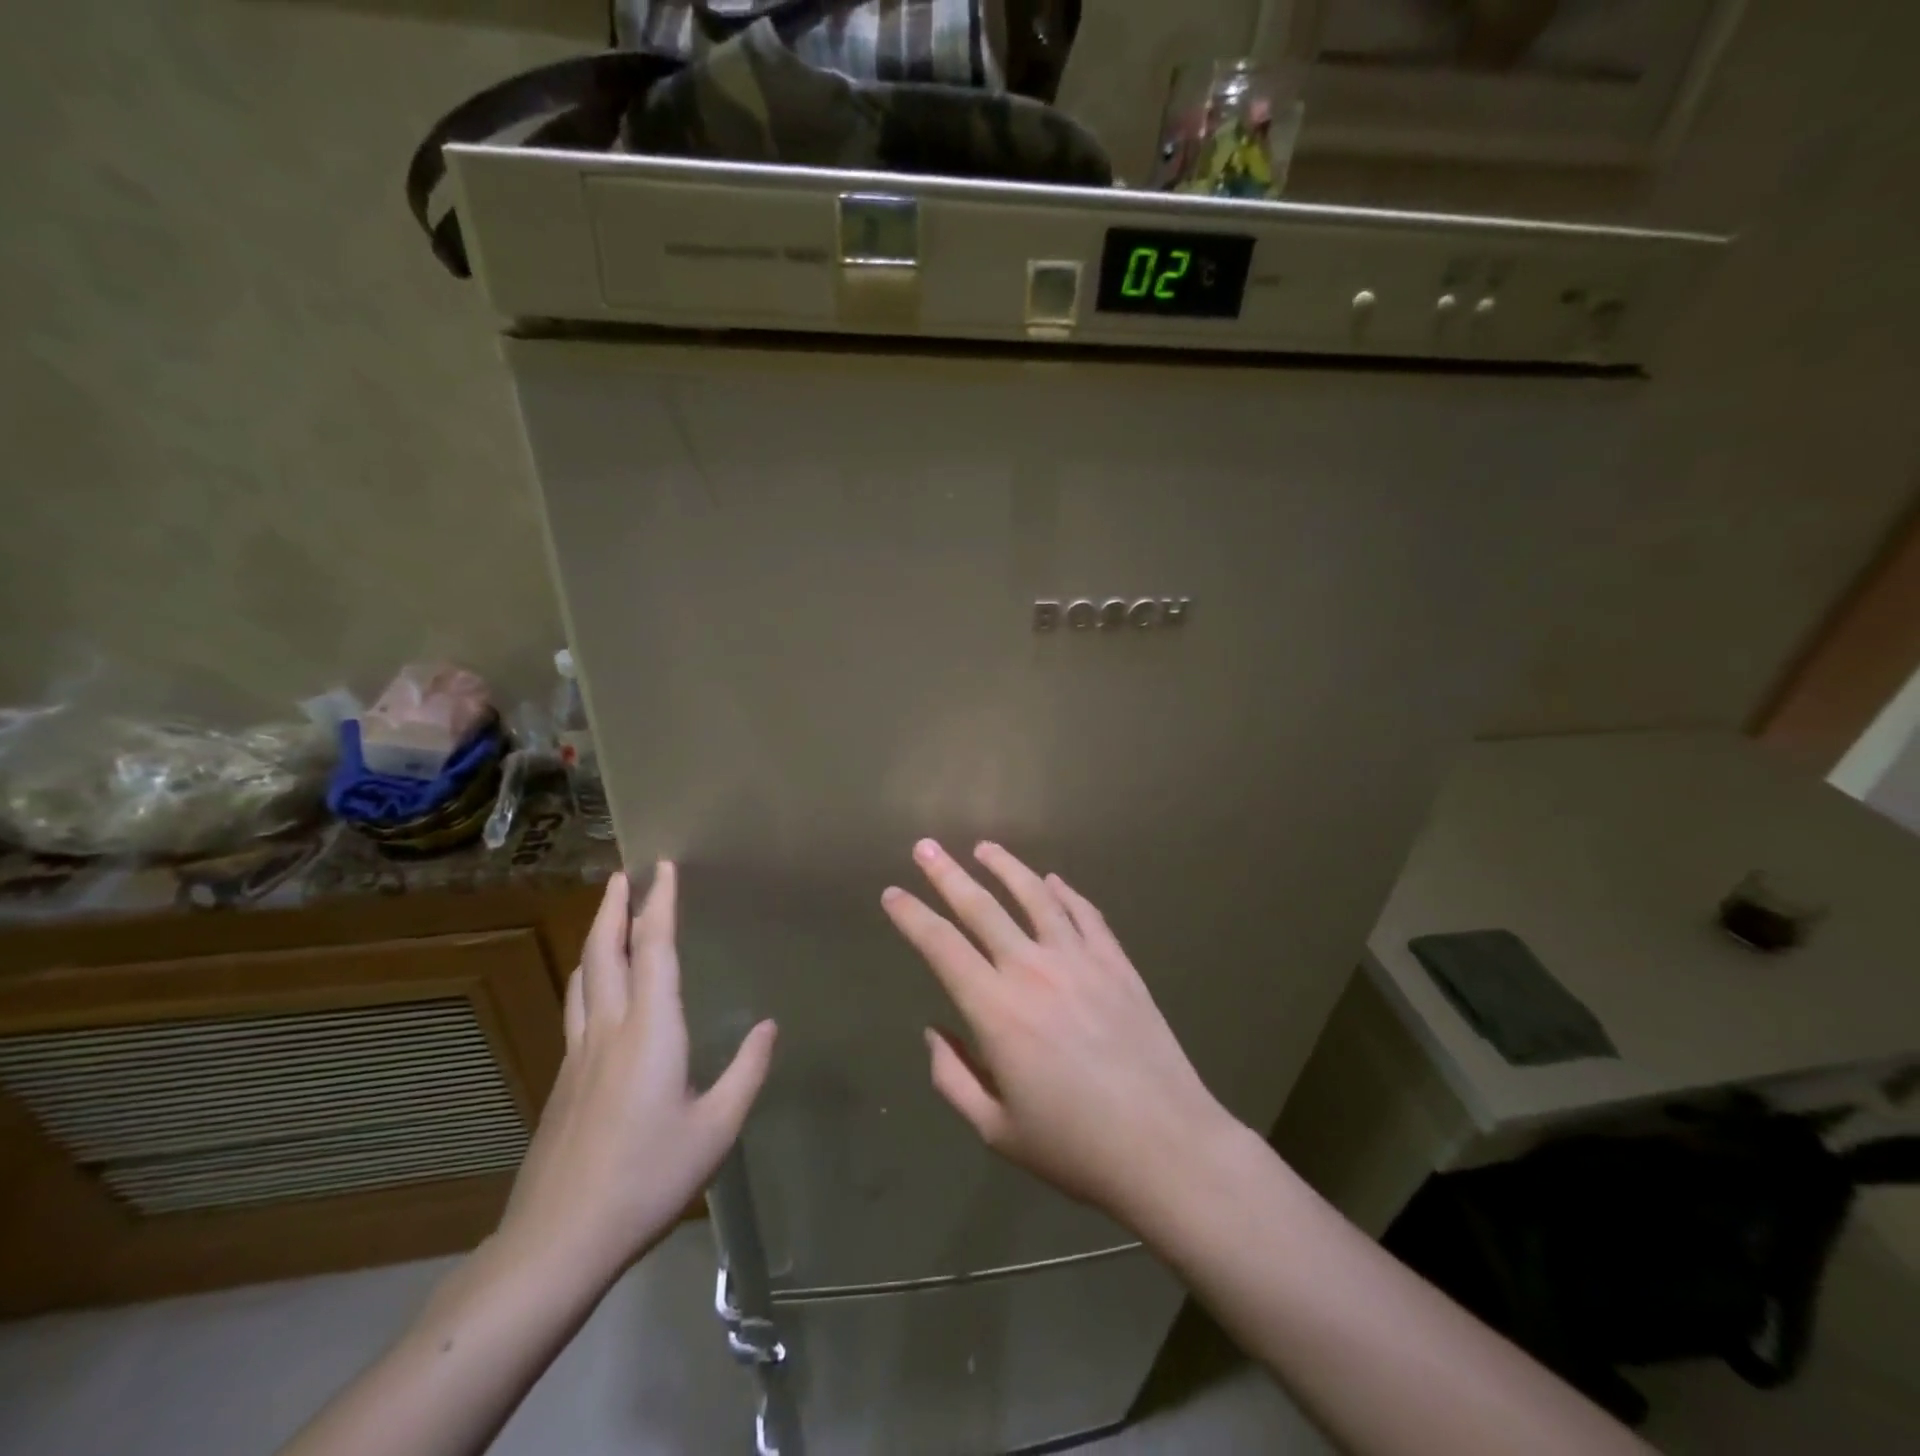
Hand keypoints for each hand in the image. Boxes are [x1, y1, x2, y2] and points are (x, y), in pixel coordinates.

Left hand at [497, 864, 776, 1284]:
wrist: (559, 1240)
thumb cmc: (648, 1178)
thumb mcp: (716, 1128)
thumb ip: (746, 1071)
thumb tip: (769, 1026)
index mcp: (651, 1031)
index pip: (654, 950)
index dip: (660, 905)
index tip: (664, 868)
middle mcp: (609, 1029)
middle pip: (605, 952)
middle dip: (615, 907)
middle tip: (623, 874)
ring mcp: (579, 1054)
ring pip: (583, 977)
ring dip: (596, 936)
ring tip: (607, 914)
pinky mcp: (562, 1080)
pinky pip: (576, 1007)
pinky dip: (588, 975)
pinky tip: (594, 987)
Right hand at [882, 839, 1234, 1228]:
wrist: (1167, 1146)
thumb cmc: (1075, 1147)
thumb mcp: (996, 1130)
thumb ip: (953, 1078)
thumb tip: (935, 1031)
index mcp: (996, 1011)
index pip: (941, 946)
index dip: (912, 916)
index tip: (892, 893)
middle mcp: (1033, 970)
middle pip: (982, 907)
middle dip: (947, 874)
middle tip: (925, 847)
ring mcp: (1080, 960)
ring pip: (1036, 896)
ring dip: (1006, 867)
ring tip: (985, 847)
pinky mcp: (1117, 963)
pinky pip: (1086, 914)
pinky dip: (1065, 892)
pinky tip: (1053, 880)